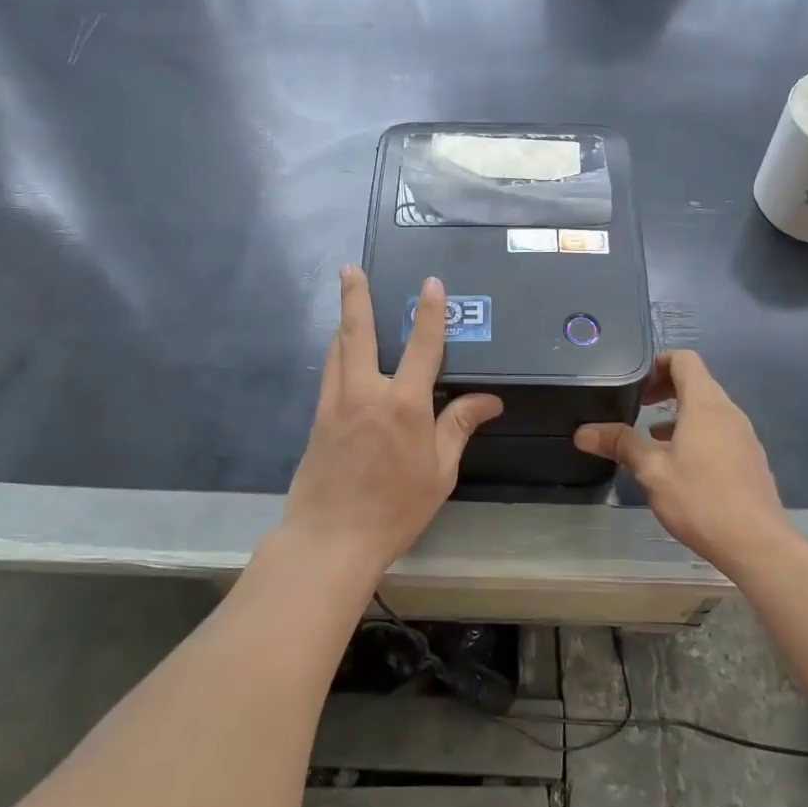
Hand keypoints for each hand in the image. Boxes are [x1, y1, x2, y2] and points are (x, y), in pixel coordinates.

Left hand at [281, 265, 502, 578]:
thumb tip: (489, 400)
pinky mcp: (318, 419)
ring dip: (343, 321)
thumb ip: (458, 427)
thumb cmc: (395, 508)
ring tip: (346, 299)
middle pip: (358, 333)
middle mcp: (366, 393)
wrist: (330, 538)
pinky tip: (340, 353)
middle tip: (350, 268)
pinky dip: (337, 353)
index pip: (421, 346)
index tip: (430, 284)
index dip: (428, 313)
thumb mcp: (439, 472)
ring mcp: (336, 404)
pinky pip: (329, 374)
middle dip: (355, 297)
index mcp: (404, 404)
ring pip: (338, 350)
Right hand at [575, 350, 791, 570]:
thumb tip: (582, 432)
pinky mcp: (749, 458)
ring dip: (679, 412)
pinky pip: (718, 430)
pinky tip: (678, 462)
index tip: (634, 381)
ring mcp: (743, 435)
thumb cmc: (700, 500)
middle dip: (664, 387)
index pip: (684, 360)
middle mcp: (728, 412)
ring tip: (650, 434)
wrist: (757, 544)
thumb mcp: (652, 471)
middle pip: (696, 381)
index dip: (657, 362)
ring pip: (708, 408)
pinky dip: (695, 431)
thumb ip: (620, 444)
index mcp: (705, 405)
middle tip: (636, 404)